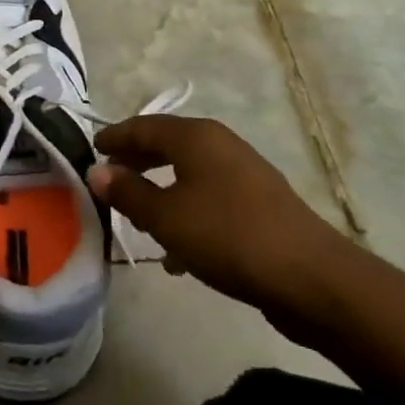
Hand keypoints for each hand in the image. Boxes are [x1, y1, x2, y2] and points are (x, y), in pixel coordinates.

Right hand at [86, 115, 345, 319]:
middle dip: (137, 161)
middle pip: (167, 145)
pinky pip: (210, 198)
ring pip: (189, 173)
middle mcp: (220, 144)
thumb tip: (97, 171)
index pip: (143, 126)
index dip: (115, 137)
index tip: (91, 148)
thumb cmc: (228, 236)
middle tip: (110, 179)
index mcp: (196, 137)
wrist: (312, 278)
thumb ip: (128, 192)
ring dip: (161, 190)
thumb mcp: (165, 217)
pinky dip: (187, 212)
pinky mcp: (260, 204)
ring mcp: (245, 173)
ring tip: (139, 218)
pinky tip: (179, 252)